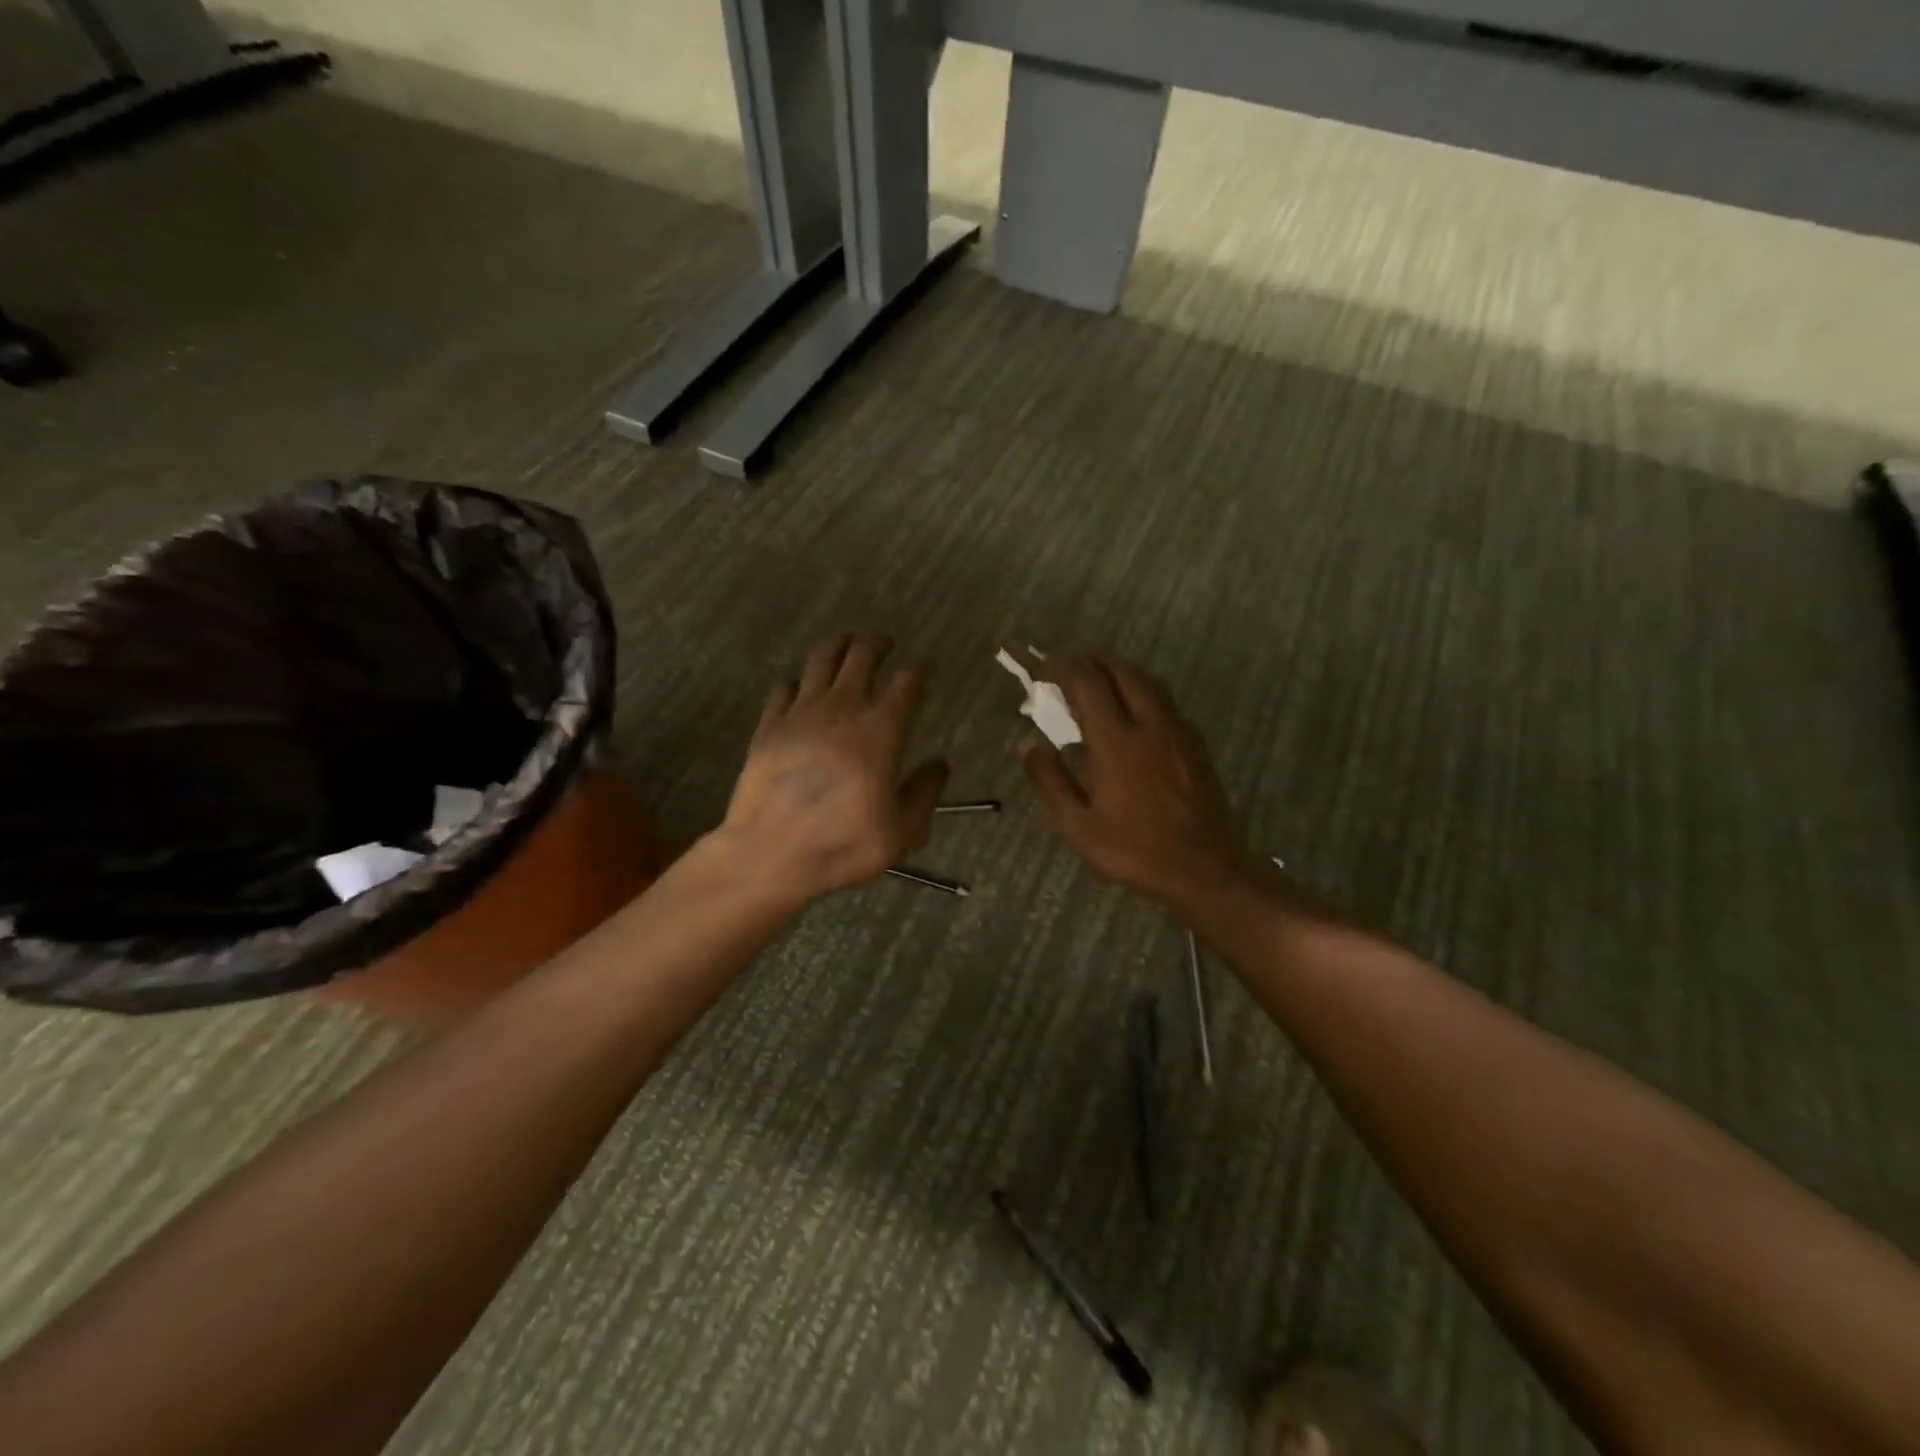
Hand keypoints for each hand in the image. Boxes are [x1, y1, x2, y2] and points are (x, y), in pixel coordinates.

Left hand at [717, 633, 948, 906]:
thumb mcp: (902, 831)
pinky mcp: (769, 725)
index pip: (907, 684)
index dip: (919, 670)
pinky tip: (799, 686)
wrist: (771, 852)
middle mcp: (842, 709)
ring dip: (837, 646)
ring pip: (820, 660)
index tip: (924, 666)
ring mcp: (801, 713)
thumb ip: (925, 792)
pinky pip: (783, 688)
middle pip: (862, 656)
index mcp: (881, 731)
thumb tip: (940, 763)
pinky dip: (796, 681)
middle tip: (883, 642)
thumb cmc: (844, 843)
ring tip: (845, 642)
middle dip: (877, 644)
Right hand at [1021, 654, 1257, 909]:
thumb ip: (1050, 781)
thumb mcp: (1078, 826)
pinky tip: (1133, 716)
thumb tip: (1027, 745)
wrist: (1206, 869)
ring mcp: (1178, 731)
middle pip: (1121, 670)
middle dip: (1091, 661)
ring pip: (1148, 682)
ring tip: (1098, 683)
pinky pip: (1165, 702)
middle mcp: (1150, 724)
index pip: (1087, 681)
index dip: (1061, 667)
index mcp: (1116, 741)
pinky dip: (1142, 693)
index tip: (1043, 670)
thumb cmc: (1135, 851)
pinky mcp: (1195, 744)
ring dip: (1119, 672)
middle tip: (1068, 670)